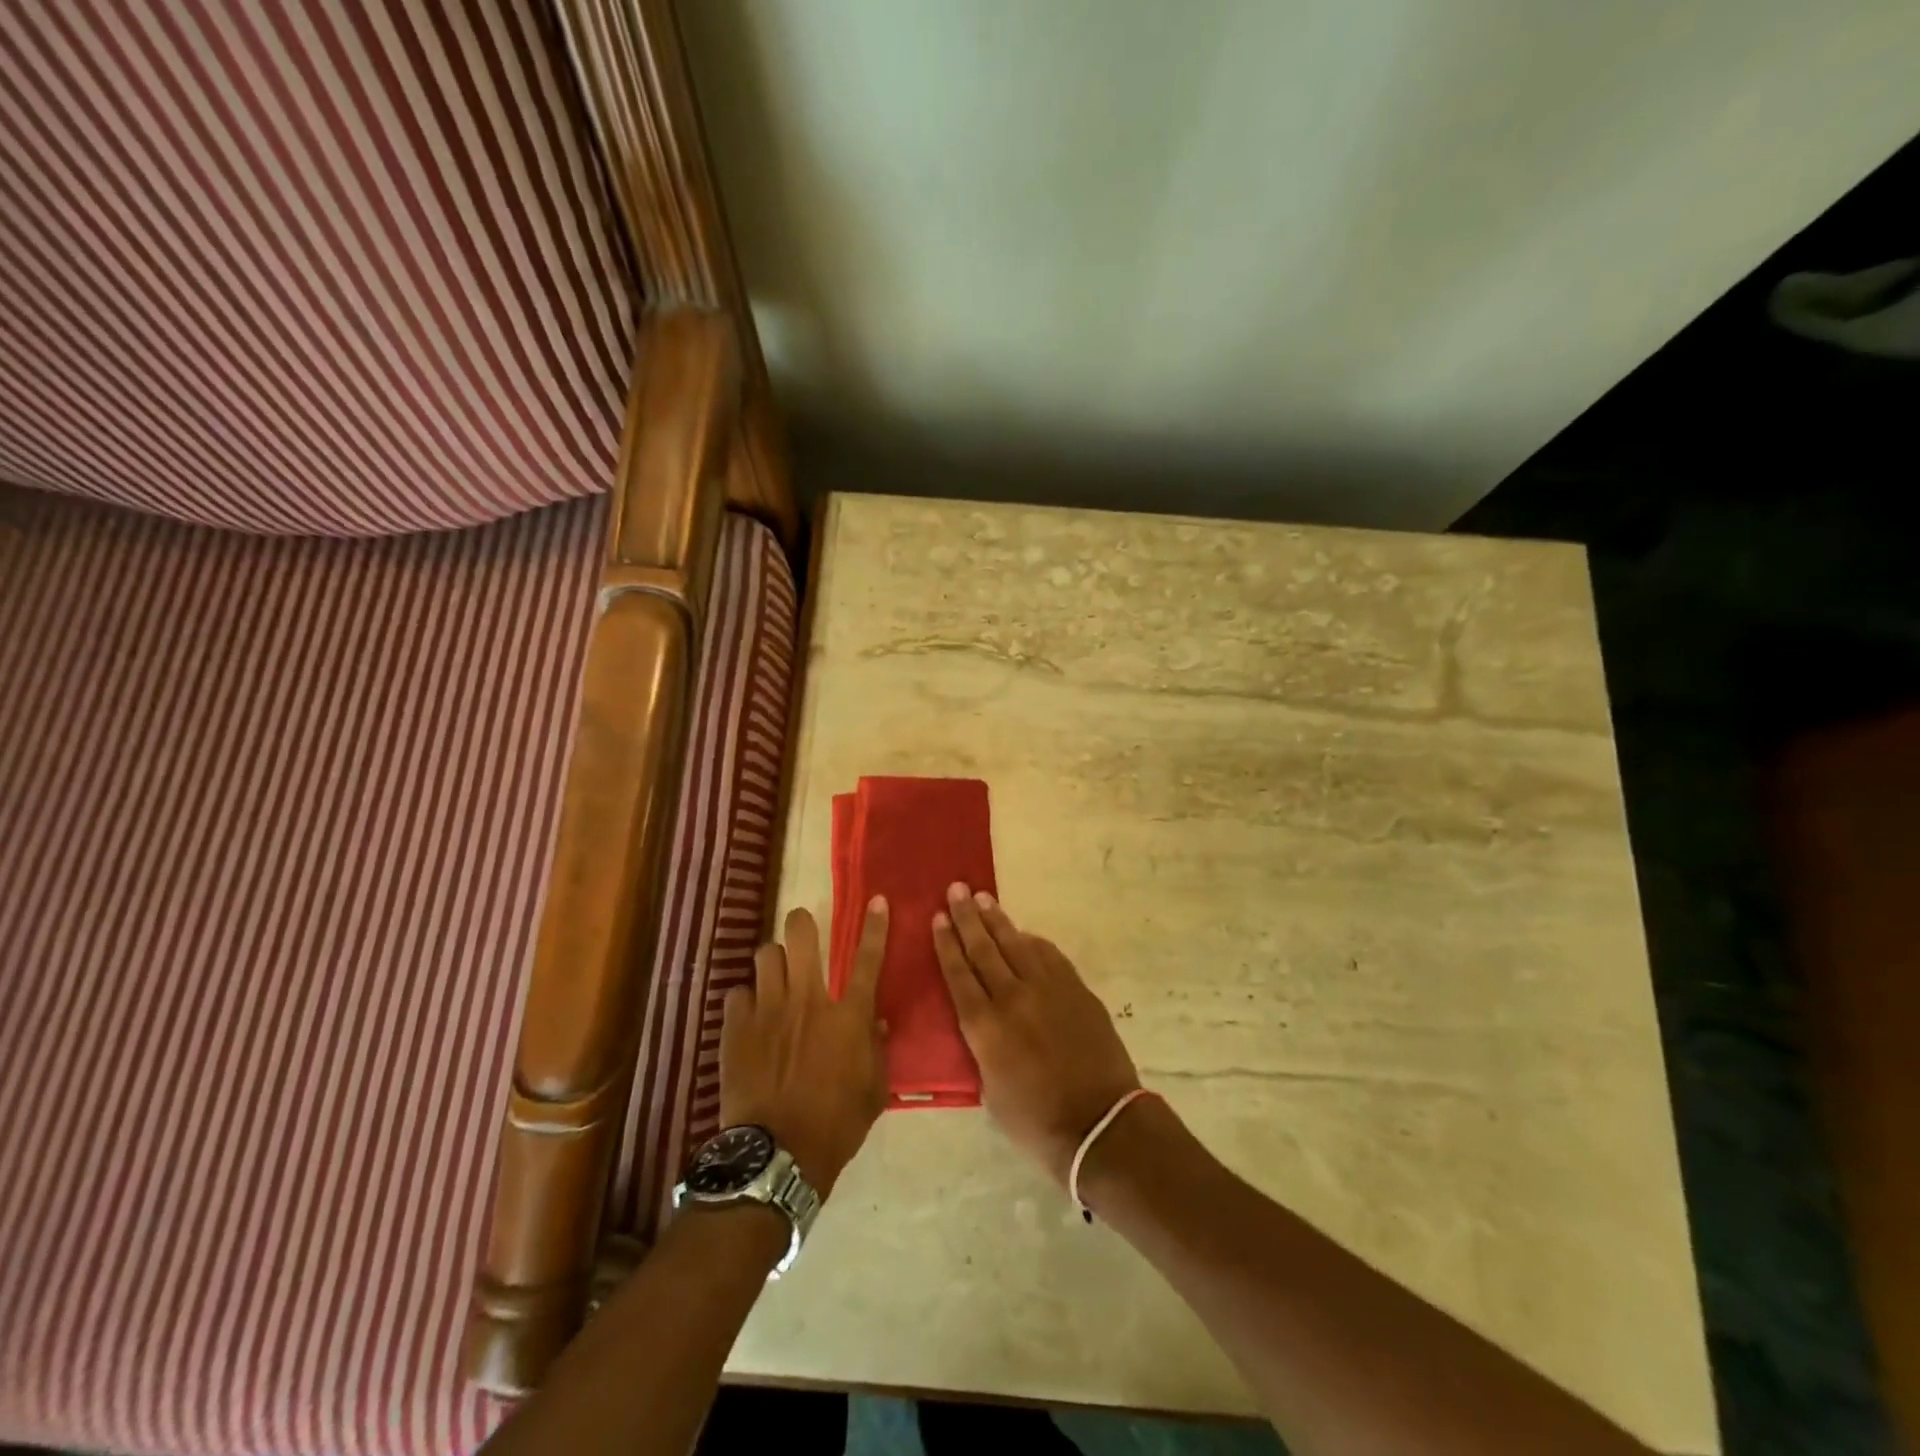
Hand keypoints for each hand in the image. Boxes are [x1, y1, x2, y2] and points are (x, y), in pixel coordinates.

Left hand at [720, 902, 889, 1195]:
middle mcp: (808, 1001)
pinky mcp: (737, 1029)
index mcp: (848, 1015)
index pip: (868, 959)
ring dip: (773, 960)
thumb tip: (876, 1021)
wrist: (778, 1155)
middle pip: (801, 937)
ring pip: (765, 955)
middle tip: (802, 928)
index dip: (875, 926)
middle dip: (801, 922)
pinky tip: (749, 1014)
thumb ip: (877, 1049)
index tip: (877, 900)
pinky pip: (738, 993)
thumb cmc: (837, 1124)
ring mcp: (768, 1011)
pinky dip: (746, 998)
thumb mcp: (874, 1090)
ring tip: (774, 974)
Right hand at [931, 884, 1141, 1185]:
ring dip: (997, 920)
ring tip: (983, 898)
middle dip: (967, 918)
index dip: (947, 944)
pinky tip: (1024, 933)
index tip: (938, 918)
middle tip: (956, 890)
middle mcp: (1012, 998)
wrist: (1100, 1123)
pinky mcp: (1076, 989)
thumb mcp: (990, 1091)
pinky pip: (1049, 956)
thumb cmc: (1036, 1120)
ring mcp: (1048, 989)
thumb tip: (985, 1024)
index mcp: (984, 1026)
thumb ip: (983, 1048)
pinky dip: (1033, 941)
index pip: (959, 974)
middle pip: (984, 949)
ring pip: (1016, 944)